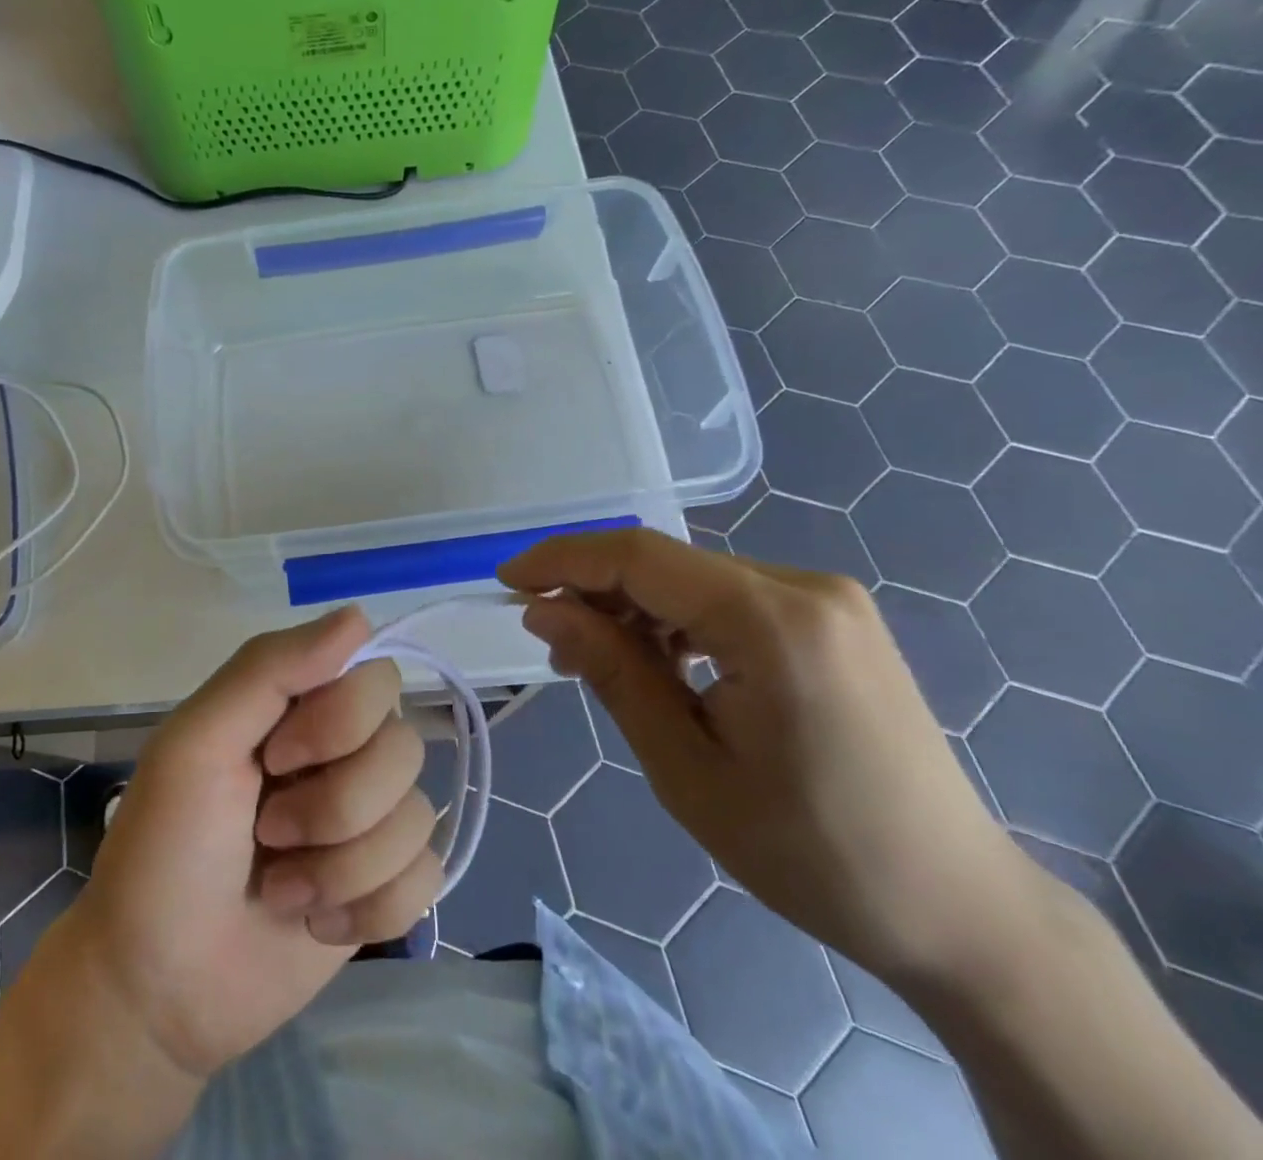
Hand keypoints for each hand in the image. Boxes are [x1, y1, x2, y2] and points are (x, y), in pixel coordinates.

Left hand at [68, 607, 442, 1079]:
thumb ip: (269, 668)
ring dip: (343, 867)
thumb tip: (358, 614)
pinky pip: (428, 877)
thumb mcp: (197, 741)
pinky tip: (317, 924)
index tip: (276, 760)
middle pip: (404, 748)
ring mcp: (367, 822)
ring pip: (418, 817)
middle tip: (268, 834)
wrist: (157, 990)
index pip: (375, 678)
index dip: (338, 724)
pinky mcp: (385, 888)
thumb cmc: (165, 849)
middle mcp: (342, 753)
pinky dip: (370, 910)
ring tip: (283, 890)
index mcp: (298, 708)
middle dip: (335, 806)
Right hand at [501, 528, 1031, 985]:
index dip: (563, 560)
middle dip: (596, 590)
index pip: (640, 557)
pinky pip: (730, 597)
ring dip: (636, 608)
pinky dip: (680, 620)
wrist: (959, 909)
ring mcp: (828, 600)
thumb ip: (613, 672)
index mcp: (773, 623)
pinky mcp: (834, 619)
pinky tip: (664, 665)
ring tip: (601, 664)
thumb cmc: (812, 854)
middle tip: (551, 643)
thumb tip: (545, 611)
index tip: (507, 581)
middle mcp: (807, 588)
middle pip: (667, 562)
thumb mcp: (686, 769)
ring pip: (695, 577)